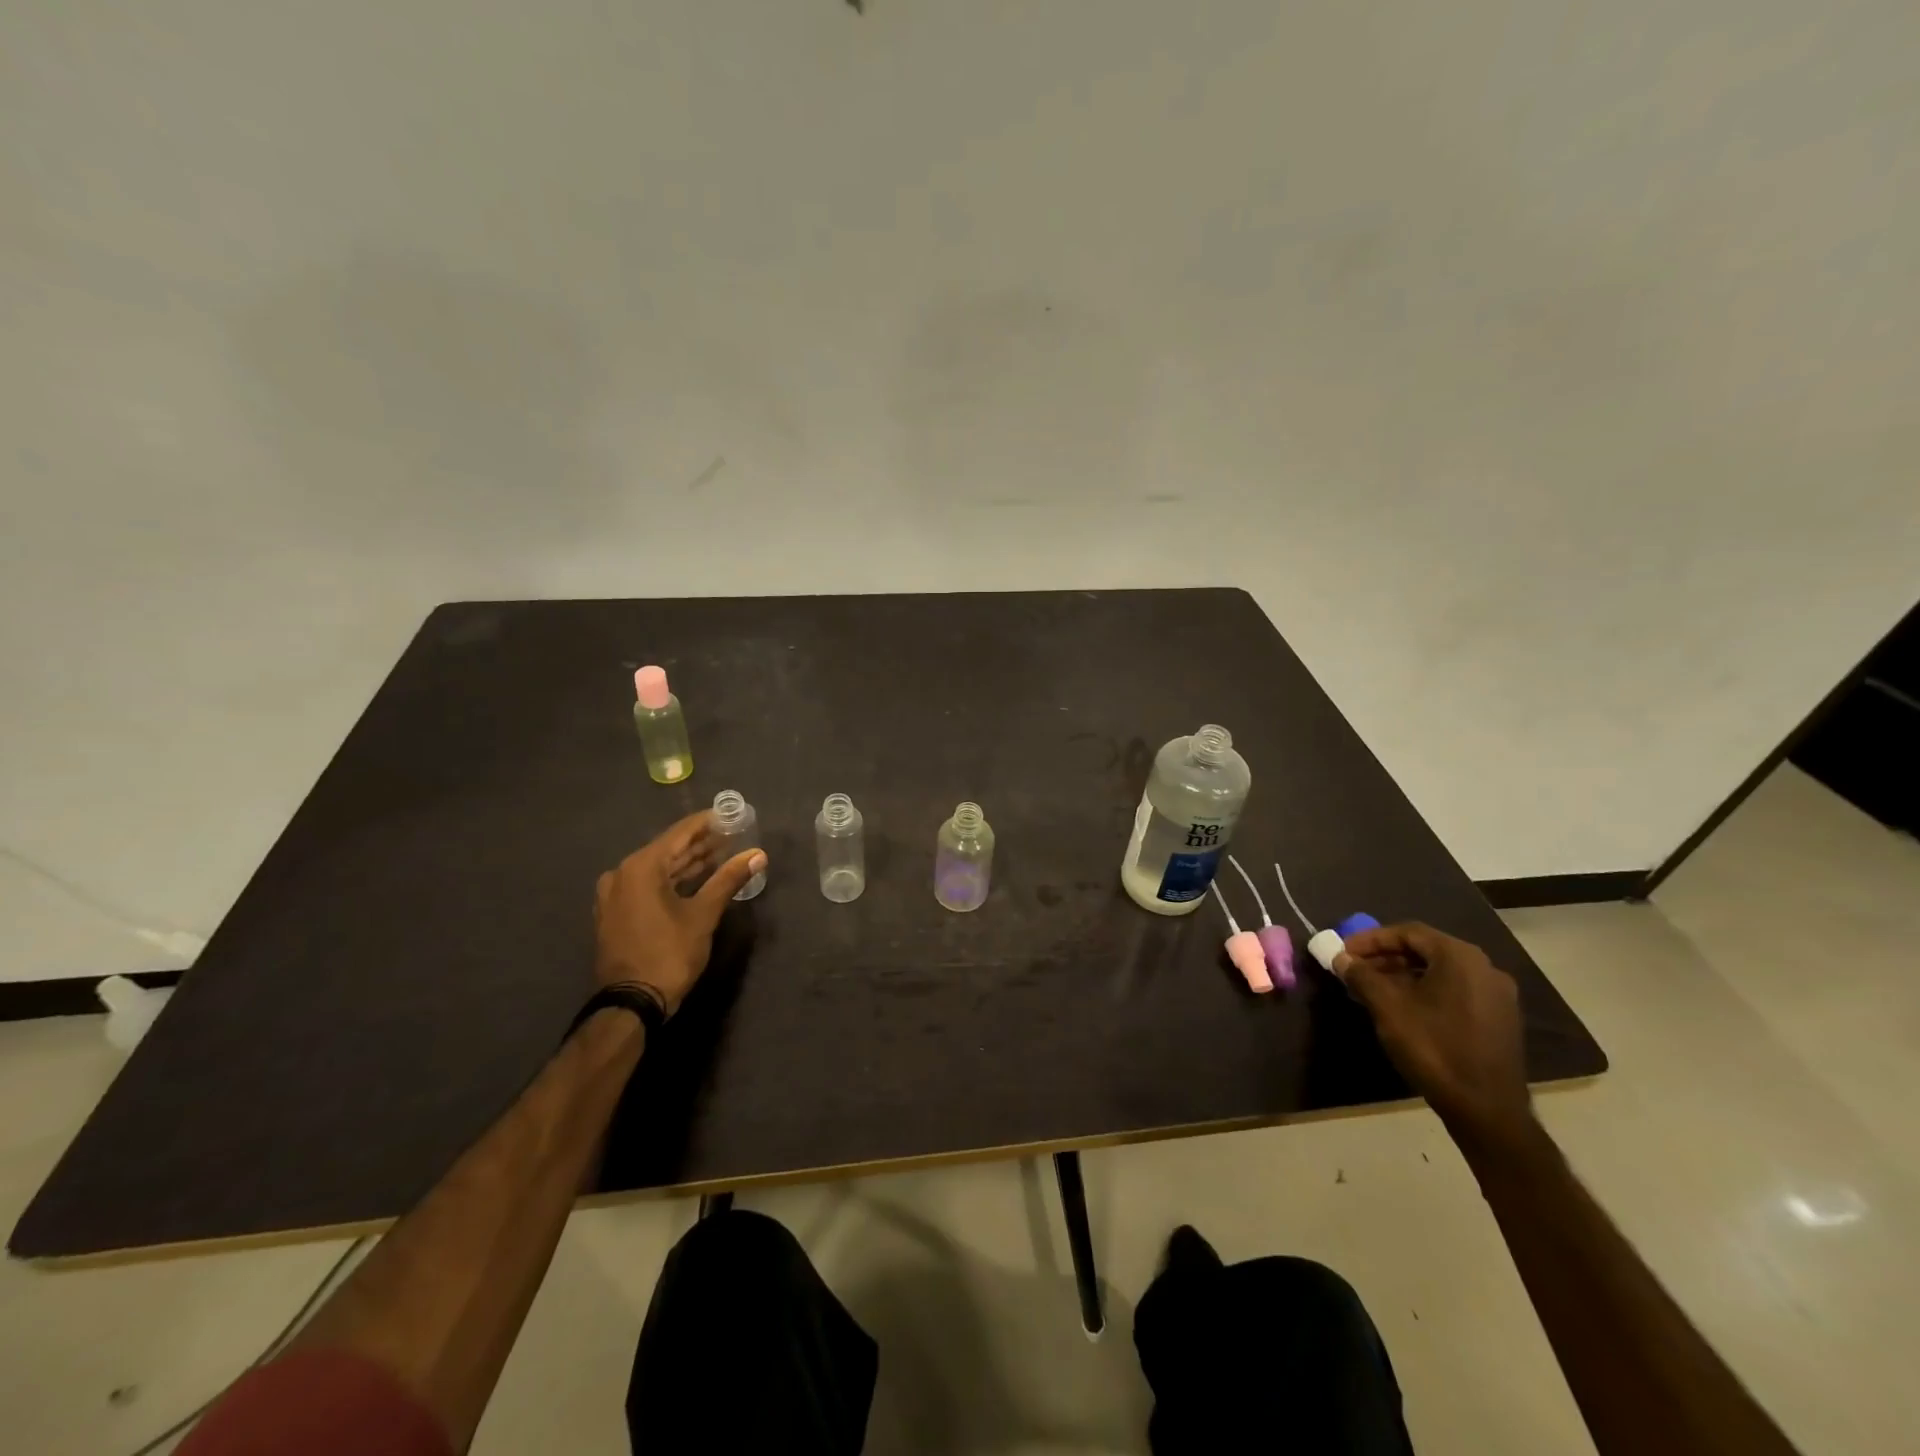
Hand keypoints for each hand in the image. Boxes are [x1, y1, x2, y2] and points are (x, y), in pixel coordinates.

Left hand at [594, 811, 765, 1016]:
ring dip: (689, 863)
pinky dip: (673, 881)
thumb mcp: (704, 914)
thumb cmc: (668, 953)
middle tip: (733, 836)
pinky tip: (697, 880)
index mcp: (641, 867)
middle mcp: (622, 873)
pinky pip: (648, 885)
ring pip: (659, 869)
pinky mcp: (616, 913)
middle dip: (701, 844)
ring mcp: (615, 894)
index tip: (732, 816)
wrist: (631, 1003)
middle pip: (669, 850)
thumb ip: (729, 879)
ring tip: (722, 855)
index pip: (680, 833)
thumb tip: (758, 854)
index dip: (708, 823)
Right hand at [1334, 923, 1532, 1142]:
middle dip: (1385, 958)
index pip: (1408, 933)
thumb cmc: (1434, 1048)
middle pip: (1425, 951)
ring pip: (1439, 973)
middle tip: (1354, 970)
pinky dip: (1424, 992)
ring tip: (1371, 991)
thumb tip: (1341, 958)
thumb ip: (1361, 976)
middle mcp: (1484, 968)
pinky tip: (1401, 1009)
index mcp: (1460, 957)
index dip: (1371, 939)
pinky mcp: (1499, 1019)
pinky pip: (1454, 992)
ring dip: (1402, 976)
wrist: (1487, 1110)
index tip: (1344, 952)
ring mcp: (1496, 995)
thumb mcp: (1388, 1008)